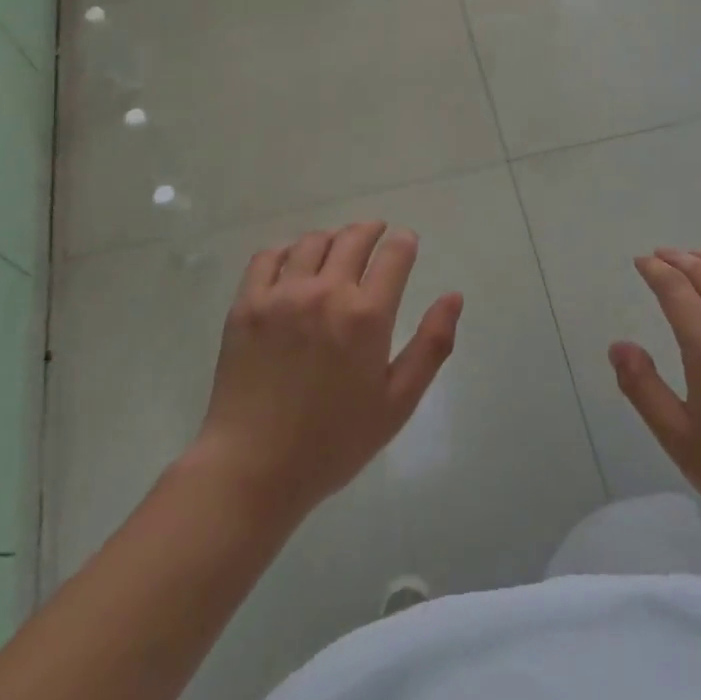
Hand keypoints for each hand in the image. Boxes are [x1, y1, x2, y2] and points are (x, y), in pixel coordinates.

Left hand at [191, 222, 462, 523]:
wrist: (253, 469)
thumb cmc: (334, 442)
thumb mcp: (398, 402)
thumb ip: (431, 345)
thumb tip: (454, 296)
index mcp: (367, 316)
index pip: (394, 254)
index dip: (404, 242)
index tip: (406, 242)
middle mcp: (326, 293)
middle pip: (353, 238)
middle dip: (371, 230)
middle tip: (376, 234)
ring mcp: (282, 295)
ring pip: (312, 241)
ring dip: (332, 238)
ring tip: (337, 248)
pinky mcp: (246, 305)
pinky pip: (268, 257)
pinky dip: (287, 249)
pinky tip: (294, 261)